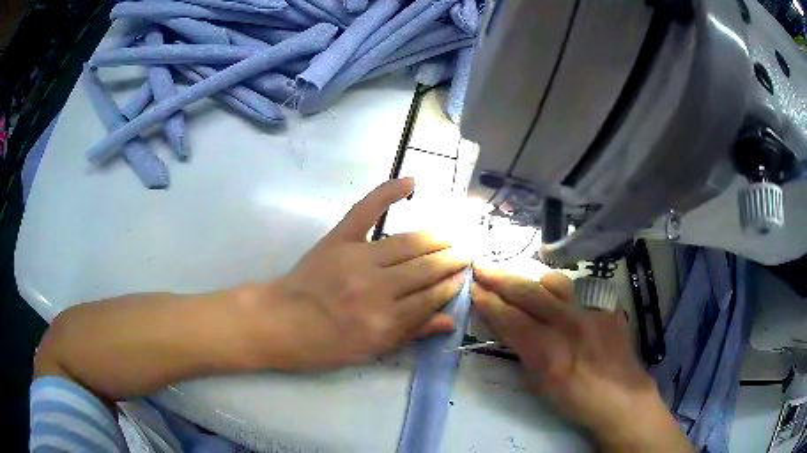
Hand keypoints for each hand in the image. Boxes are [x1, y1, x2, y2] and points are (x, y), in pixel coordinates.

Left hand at [257, 178, 470, 370]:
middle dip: (452, 259)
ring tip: (453, 234)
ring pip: (408, 242)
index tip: (464, 276)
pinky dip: (388, 192)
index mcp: (386, 321)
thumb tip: (449, 320)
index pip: (431, 297)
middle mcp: (377, 288)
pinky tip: (411, 182)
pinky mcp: (339, 239)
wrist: (280, 322)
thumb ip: (410, 334)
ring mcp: (357, 259)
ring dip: (436, 237)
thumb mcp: (370, 350)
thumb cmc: (324, 345)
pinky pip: (367, 210)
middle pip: (426, 268)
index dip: (452, 285)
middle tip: (468, 251)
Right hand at [472, 267, 691, 451]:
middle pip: (527, 292)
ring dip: (532, 280)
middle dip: (500, 278)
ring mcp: (591, 312)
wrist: (622, 397)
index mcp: (547, 352)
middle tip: (482, 266)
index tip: (473, 289)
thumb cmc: (576, 400)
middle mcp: (569, 325)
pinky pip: (579, 290)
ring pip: (555, 282)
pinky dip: (562, 292)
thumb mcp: (540, 385)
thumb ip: (522, 352)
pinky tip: (558, 300)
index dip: (488, 302)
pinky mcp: (607, 307)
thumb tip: (506, 327)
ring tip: (521, 283)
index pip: (509, 318)